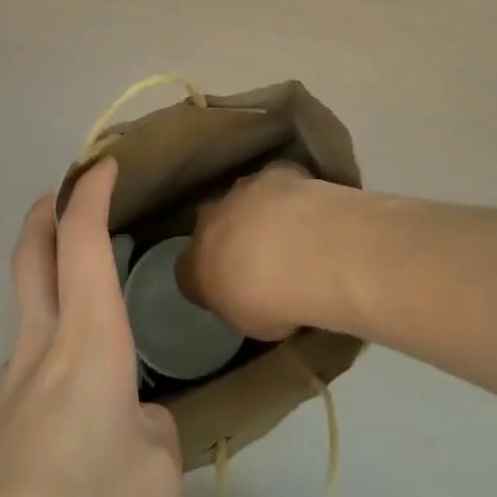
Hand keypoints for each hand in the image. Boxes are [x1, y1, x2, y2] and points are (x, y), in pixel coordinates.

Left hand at [0, 160, 182, 496]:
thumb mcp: (156, 477)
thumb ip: (151, 429)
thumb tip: (131, 419)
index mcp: (86, 344)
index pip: (81, 241)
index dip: (90, 192)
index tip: (102, 163)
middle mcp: (36, 349)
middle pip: (30, 255)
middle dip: (46, 212)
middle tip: (64, 194)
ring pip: (28, 318)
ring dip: (52, 297)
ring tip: (98, 353)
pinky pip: (23, 378)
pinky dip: (49, 368)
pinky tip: (68, 437)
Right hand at [178, 160, 355, 342]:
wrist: (304, 253)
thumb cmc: (272, 302)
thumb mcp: (252, 323)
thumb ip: (243, 305)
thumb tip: (252, 299)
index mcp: (196, 263)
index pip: (187, 270)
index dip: (207, 278)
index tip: (228, 289)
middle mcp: (211, 220)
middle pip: (212, 225)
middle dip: (229, 235)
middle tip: (258, 257)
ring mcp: (242, 191)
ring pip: (243, 198)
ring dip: (258, 212)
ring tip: (289, 233)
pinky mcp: (275, 173)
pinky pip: (277, 181)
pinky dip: (288, 193)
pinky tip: (309, 209)